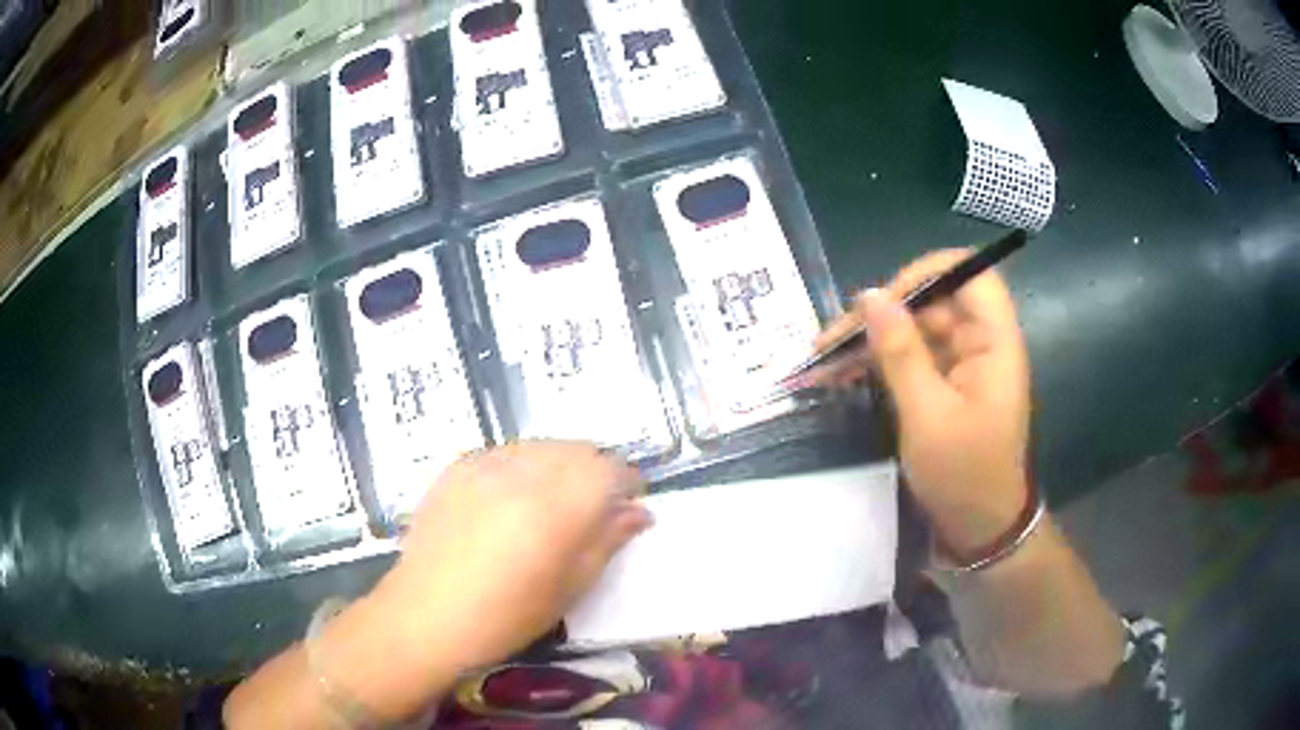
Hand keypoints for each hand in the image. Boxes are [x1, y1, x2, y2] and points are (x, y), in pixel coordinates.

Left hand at [377, 441, 651, 669]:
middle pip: (577, 450)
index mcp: (557, 506)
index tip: (629, 503)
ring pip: (541, 446)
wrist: (427, 615)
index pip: (610, 469)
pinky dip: (521, 467)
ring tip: (552, 502)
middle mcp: (523, 472)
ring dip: (559, 465)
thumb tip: (639, 513)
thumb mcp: (569, 587)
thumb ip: (607, 541)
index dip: (627, 482)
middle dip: (595, 471)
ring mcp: (484, 465)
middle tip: (594, 506)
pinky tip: (511, 499)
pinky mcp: (456, 467)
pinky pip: (504, 452)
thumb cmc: (506, 615)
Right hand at [812, 250, 1030, 558]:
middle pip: (932, 301)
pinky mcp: (945, 384)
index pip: (969, 273)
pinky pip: (910, 357)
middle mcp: (980, 342)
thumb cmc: (963, 475)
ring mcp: (962, 363)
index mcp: (993, 342)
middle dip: (881, 314)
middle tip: (831, 341)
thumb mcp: (927, 415)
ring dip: (871, 341)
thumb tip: (869, 296)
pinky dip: (878, 363)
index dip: (926, 272)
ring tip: (823, 361)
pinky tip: (841, 374)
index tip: (881, 300)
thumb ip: (900, 353)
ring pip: (915, 328)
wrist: (979, 528)